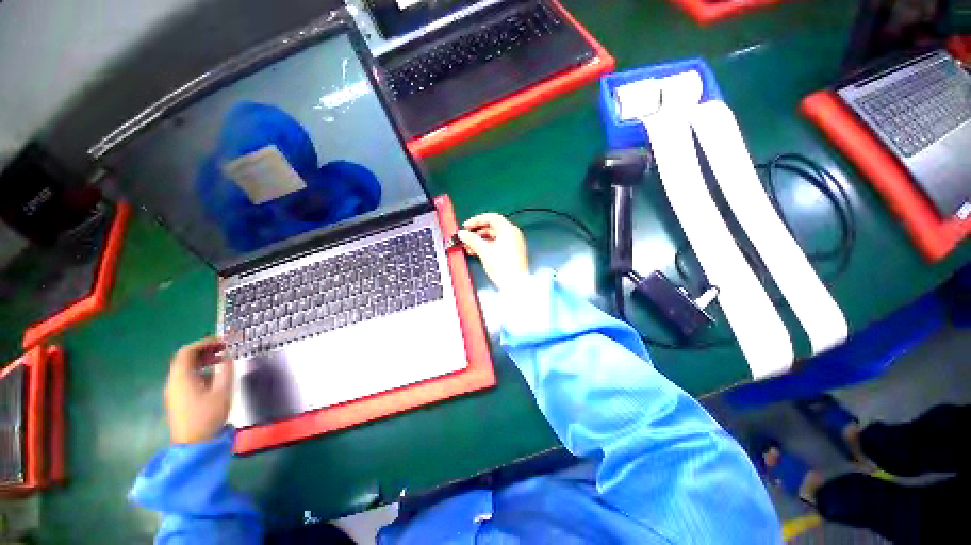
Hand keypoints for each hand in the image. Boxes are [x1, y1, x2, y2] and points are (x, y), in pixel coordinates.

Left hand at [164, 337, 233, 443]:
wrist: (194, 444)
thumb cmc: (208, 415)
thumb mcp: (222, 391)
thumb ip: (225, 371)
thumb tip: (227, 356)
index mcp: (182, 377)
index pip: (188, 351)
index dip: (205, 343)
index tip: (223, 341)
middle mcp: (174, 381)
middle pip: (185, 359)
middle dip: (205, 350)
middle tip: (225, 348)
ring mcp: (174, 391)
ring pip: (186, 368)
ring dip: (203, 361)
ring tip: (222, 361)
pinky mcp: (177, 399)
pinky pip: (187, 378)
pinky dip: (200, 371)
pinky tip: (215, 377)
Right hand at [456, 213, 529, 289]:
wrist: (516, 284)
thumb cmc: (502, 266)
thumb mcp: (484, 251)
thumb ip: (472, 240)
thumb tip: (462, 233)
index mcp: (508, 229)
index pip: (491, 218)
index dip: (476, 220)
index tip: (466, 226)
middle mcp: (513, 234)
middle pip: (492, 227)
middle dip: (477, 232)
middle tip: (465, 237)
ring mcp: (514, 243)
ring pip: (494, 237)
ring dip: (480, 240)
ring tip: (468, 247)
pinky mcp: (513, 253)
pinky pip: (498, 244)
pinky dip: (487, 246)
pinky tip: (476, 252)